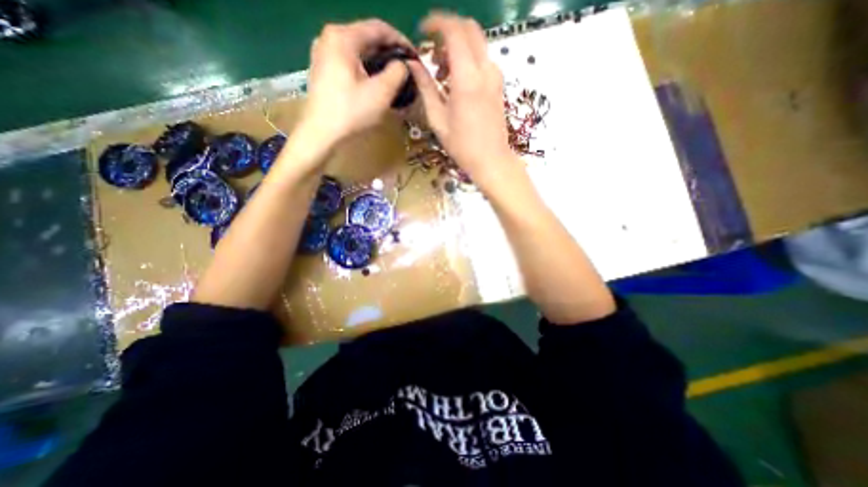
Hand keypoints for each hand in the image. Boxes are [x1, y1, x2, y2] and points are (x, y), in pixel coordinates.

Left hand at [303, 18, 412, 149]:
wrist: (321, 133)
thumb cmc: (351, 112)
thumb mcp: (381, 93)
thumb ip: (397, 72)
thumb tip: (402, 65)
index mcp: (343, 37)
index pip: (378, 28)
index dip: (400, 40)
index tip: (414, 55)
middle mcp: (330, 37)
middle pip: (367, 37)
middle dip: (389, 51)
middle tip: (406, 66)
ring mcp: (323, 52)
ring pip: (358, 49)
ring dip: (378, 60)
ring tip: (394, 74)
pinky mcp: (323, 68)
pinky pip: (349, 60)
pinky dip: (365, 67)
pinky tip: (375, 80)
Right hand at [410, 11, 520, 189]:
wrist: (491, 160)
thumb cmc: (462, 145)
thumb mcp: (438, 119)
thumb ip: (426, 87)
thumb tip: (413, 65)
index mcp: (467, 78)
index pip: (454, 31)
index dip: (436, 23)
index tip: (422, 30)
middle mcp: (485, 70)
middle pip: (469, 28)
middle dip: (448, 30)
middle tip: (432, 51)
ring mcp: (495, 76)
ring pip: (477, 42)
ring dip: (458, 46)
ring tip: (441, 71)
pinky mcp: (499, 84)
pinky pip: (483, 58)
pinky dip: (468, 58)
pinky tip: (456, 80)